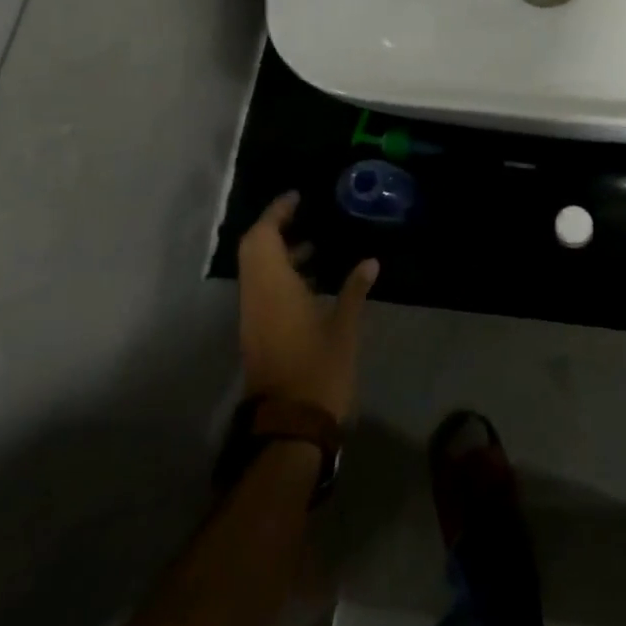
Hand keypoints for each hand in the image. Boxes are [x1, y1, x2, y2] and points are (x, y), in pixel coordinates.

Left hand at [238, 192, 378, 421]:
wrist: (289, 429)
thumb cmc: (318, 371)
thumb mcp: (344, 328)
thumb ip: (354, 290)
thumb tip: (370, 261)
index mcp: (273, 288)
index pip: (263, 237)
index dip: (276, 212)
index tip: (296, 197)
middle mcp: (257, 297)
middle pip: (255, 250)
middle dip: (276, 228)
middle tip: (305, 215)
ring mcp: (254, 317)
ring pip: (258, 271)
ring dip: (279, 252)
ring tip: (315, 245)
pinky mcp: (259, 334)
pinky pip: (264, 289)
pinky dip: (281, 274)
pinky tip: (312, 280)